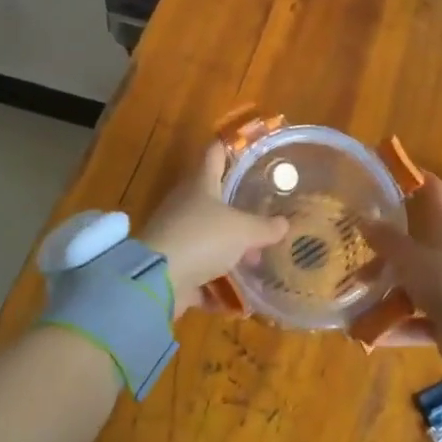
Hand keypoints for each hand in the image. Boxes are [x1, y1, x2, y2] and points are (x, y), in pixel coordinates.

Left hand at [139, 143, 288, 311]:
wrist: (157, 280)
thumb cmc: (202, 238)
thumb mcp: (243, 231)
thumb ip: (264, 227)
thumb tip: (284, 224)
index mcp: (200, 185)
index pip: (214, 155)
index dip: (227, 147)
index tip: (242, 144)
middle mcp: (185, 206)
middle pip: (213, 201)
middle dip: (238, 211)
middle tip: (264, 217)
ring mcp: (176, 236)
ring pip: (209, 238)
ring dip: (230, 250)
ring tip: (256, 261)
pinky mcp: (172, 267)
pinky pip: (200, 273)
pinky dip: (217, 284)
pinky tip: (239, 297)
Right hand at [359, 175, 441, 354]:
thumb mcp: (410, 258)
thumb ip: (387, 240)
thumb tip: (366, 220)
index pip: (436, 192)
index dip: (418, 178)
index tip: (394, 174)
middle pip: (420, 241)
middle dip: (390, 245)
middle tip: (361, 246)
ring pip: (416, 282)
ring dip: (388, 289)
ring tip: (356, 294)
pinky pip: (418, 318)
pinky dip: (395, 325)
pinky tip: (366, 332)